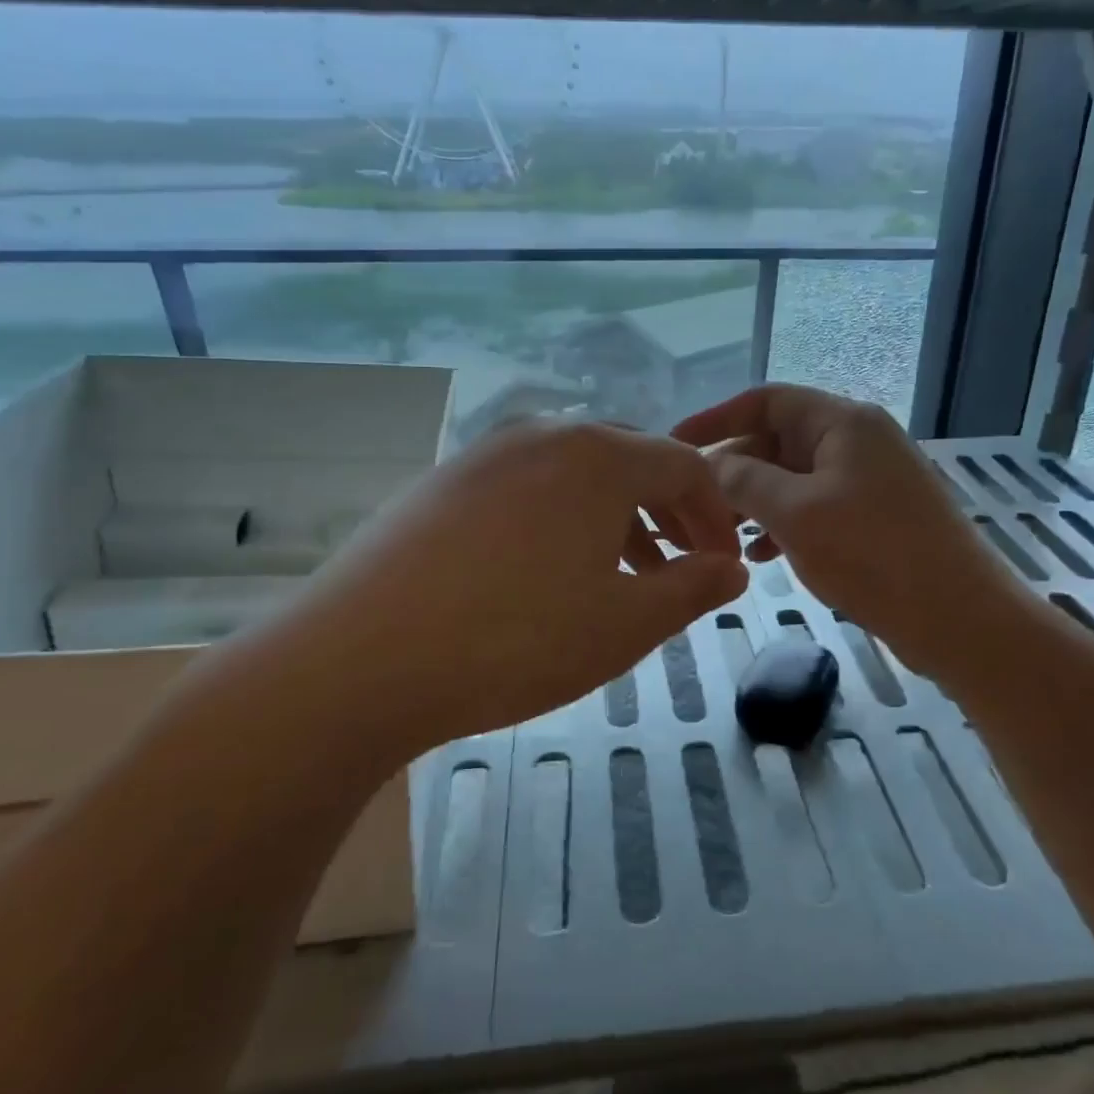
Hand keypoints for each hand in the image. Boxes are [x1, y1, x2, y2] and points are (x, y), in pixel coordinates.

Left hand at [243, 420, 746, 761]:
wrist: (361, 658)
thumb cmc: (517, 640)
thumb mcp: (626, 624)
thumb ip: (692, 589)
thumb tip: (732, 569)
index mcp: (599, 456)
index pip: (684, 466)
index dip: (716, 515)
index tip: (723, 565)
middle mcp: (544, 435)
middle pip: (630, 461)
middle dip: (666, 512)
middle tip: (676, 568)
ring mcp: (486, 454)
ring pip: (575, 473)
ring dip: (613, 517)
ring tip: (617, 576)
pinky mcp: (443, 481)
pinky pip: (525, 486)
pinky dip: (559, 518)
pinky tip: (544, 572)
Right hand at [674, 385, 1029, 677]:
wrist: (961, 619)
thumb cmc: (874, 555)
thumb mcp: (796, 514)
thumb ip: (744, 481)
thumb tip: (710, 464)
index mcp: (842, 422)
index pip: (766, 400)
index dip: (716, 417)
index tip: (676, 443)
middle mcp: (856, 440)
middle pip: (777, 440)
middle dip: (733, 470)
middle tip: (694, 506)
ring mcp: (868, 479)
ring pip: (792, 478)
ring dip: (754, 502)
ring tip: (719, 536)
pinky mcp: (874, 516)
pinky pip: (814, 506)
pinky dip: (783, 523)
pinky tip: (759, 556)